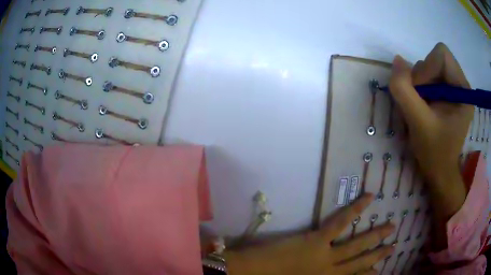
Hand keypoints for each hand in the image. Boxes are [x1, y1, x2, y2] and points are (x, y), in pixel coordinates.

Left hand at [224, 193, 394, 274]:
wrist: (251, 274)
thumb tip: (332, 272)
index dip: (367, 274)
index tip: (379, 270)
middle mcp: (331, 272)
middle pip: (361, 262)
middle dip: (379, 255)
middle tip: (394, 246)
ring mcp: (326, 255)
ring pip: (357, 245)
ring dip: (376, 236)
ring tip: (392, 227)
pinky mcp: (316, 239)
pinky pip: (340, 223)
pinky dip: (356, 210)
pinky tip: (369, 198)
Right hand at [388, 42, 471, 248]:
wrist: (439, 171)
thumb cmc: (434, 152)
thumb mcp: (417, 123)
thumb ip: (404, 90)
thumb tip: (397, 60)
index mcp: (463, 90)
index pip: (442, 55)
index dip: (427, 68)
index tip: (421, 93)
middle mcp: (461, 84)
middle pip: (435, 58)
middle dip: (422, 77)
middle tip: (419, 102)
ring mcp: (455, 88)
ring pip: (431, 66)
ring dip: (420, 83)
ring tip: (421, 107)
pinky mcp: (448, 93)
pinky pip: (430, 76)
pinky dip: (421, 87)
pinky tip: (423, 106)